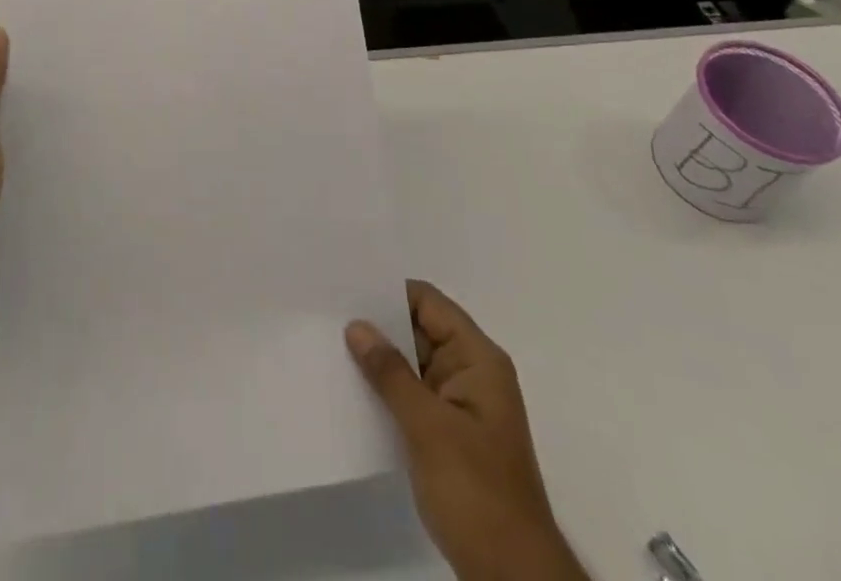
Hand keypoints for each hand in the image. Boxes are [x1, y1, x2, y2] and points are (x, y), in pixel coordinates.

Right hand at [347, 282, 586, 580]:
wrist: (512, 578)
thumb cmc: (476, 492)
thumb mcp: (429, 428)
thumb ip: (391, 373)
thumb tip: (357, 326)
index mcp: (478, 360)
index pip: (430, 304)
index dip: (391, 293)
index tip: (347, 288)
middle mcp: (472, 374)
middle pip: (421, 331)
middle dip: (379, 326)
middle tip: (328, 314)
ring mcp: (461, 407)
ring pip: (414, 365)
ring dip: (380, 361)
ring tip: (331, 347)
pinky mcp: (450, 437)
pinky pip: (414, 397)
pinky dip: (388, 392)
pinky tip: (354, 391)